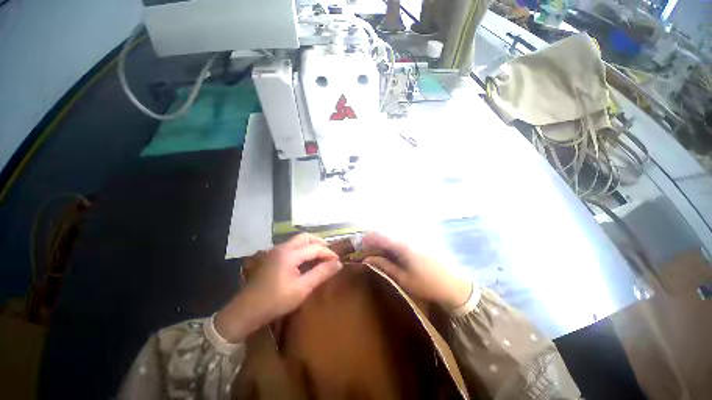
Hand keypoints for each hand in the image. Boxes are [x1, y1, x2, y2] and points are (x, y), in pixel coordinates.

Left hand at [215, 233, 341, 342]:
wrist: (245, 311)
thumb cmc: (275, 301)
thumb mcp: (302, 289)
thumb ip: (321, 273)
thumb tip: (338, 263)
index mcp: (290, 254)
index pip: (315, 247)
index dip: (328, 253)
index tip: (337, 261)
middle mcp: (282, 247)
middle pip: (305, 237)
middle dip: (319, 243)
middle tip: (329, 253)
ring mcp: (275, 251)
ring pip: (297, 240)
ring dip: (310, 245)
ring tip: (320, 255)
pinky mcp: (271, 256)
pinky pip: (291, 246)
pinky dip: (302, 249)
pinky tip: (305, 260)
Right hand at [361, 232, 472, 309]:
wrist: (454, 285)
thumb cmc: (427, 284)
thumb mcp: (403, 278)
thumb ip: (384, 266)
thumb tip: (367, 259)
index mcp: (402, 246)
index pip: (380, 237)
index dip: (368, 239)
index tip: (359, 245)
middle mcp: (407, 239)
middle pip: (386, 235)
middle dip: (373, 241)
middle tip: (365, 251)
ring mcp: (414, 240)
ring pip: (392, 237)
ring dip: (382, 243)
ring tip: (375, 253)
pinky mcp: (418, 243)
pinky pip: (400, 240)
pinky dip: (391, 244)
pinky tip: (389, 253)